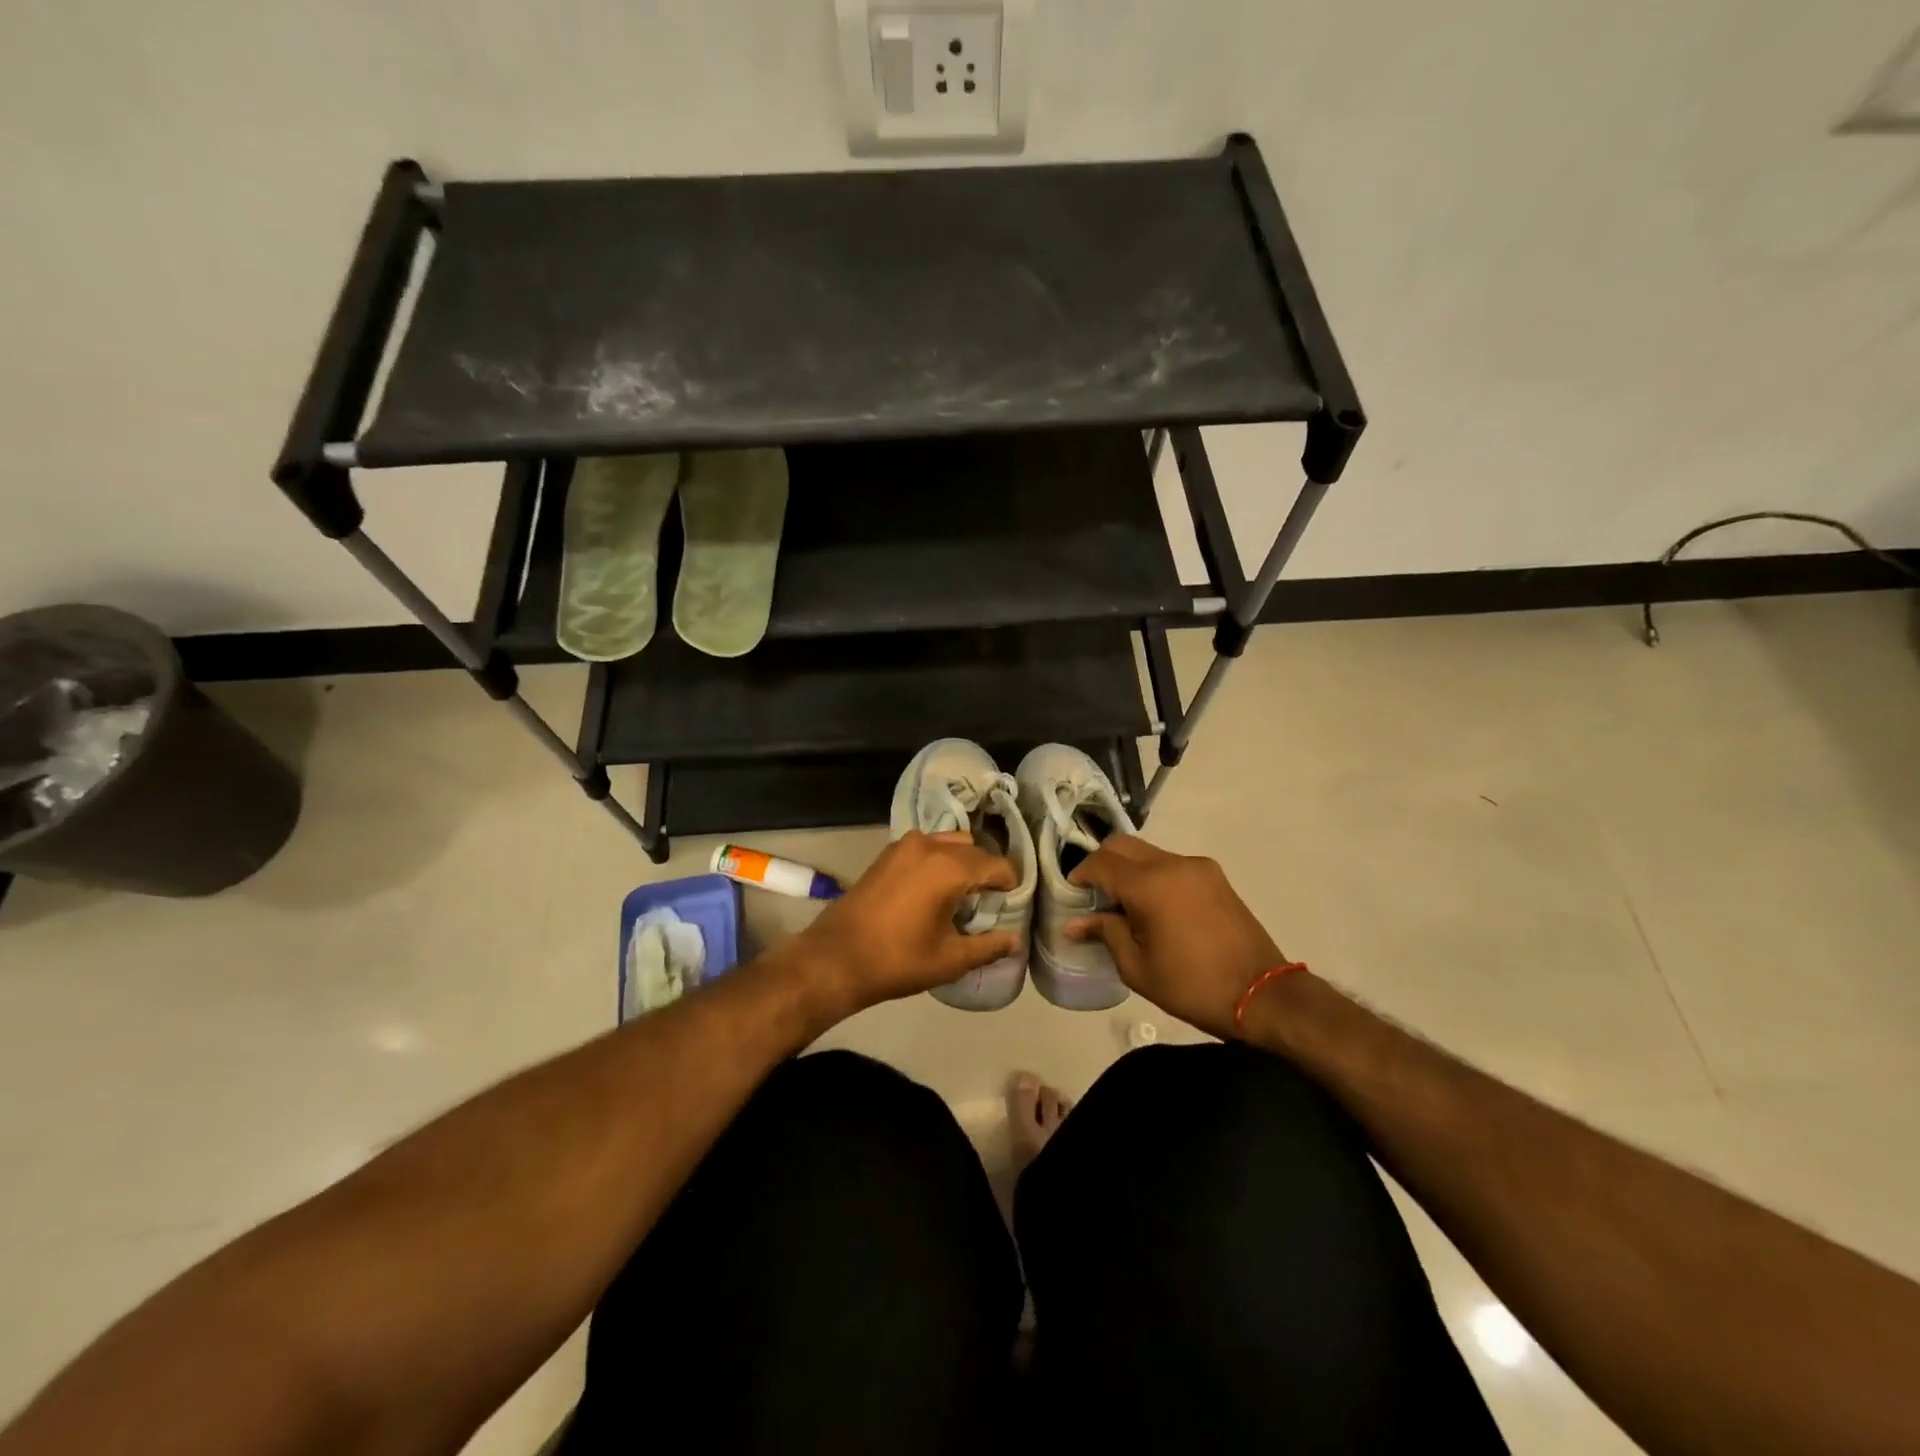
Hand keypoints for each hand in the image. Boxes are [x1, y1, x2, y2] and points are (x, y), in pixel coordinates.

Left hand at [793, 832, 1018, 1018]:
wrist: (836, 957)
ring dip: (962, 861)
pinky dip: (938, 859)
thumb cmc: (898, 960)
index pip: (996, 865)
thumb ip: (988, 947)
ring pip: (949, 842)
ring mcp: (905, 845)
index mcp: (950, 867)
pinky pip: (926, 846)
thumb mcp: (950, 959)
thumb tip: (1015, 940)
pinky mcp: (887, 853)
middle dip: (986, 872)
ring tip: (960, 895)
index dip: (1009, 884)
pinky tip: (933, 889)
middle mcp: (930, 846)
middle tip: (988, 903)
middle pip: (974, 850)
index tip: (1011, 904)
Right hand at [1066, 835, 1285, 1038]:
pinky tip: (1153, 907)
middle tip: (1092, 894)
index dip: (1080, 874)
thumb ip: (1106, 934)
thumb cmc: (1193, 986)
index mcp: (1151, 885)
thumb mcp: (1138, 967)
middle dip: (1102, 863)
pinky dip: (1153, 876)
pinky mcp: (1215, 877)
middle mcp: (1173, 864)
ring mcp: (1198, 867)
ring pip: (1148, 853)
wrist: (1263, 996)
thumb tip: (1075, 923)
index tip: (1071, 893)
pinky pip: (1171, 865)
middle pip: (1124, 846)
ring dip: (1129, 869)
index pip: (1102, 862)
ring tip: (1123, 905)